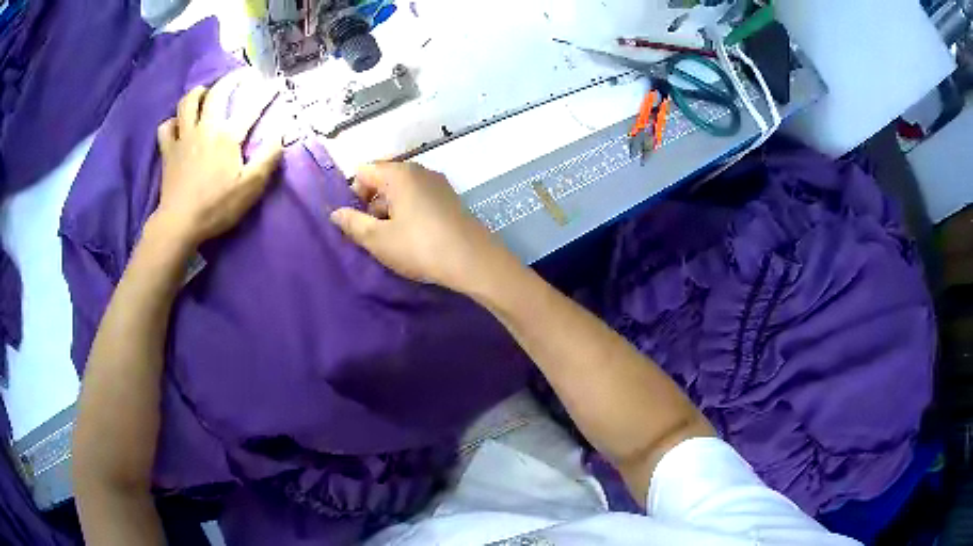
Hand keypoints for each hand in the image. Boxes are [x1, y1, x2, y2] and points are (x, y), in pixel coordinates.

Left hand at [153, 71, 283, 248]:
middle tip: (240, 77)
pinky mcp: (168, 152)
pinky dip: (172, 122)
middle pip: (216, 93)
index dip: (265, 93)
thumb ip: (268, 159)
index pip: (251, 107)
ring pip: (187, 103)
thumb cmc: (216, 207)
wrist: (180, 224)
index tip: (275, 84)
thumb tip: (282, 134)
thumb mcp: (250, 187)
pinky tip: (178, 125)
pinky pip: (166, 127)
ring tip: (205, 92)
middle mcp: (205, 129)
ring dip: (198, 92)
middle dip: (231, 80)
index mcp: (227, 136)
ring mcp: (183, 138)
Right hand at [330, 162, 512, 293]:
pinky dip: (409, 212)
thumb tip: (336, 213)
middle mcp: (419, 170)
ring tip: (393, 240)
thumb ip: (353, 223)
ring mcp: (438, 183)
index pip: (363, 171)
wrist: (473, 261)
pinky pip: (419, 198)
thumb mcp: (379, 239)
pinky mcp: (450, 199)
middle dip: (372, 203)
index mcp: (399, 173)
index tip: (356, 221)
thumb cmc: (420, 247)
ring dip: (390, 210)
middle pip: (383, 178)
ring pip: (401, 189)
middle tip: (373, 233)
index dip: (353, 194)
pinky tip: (413, 237)